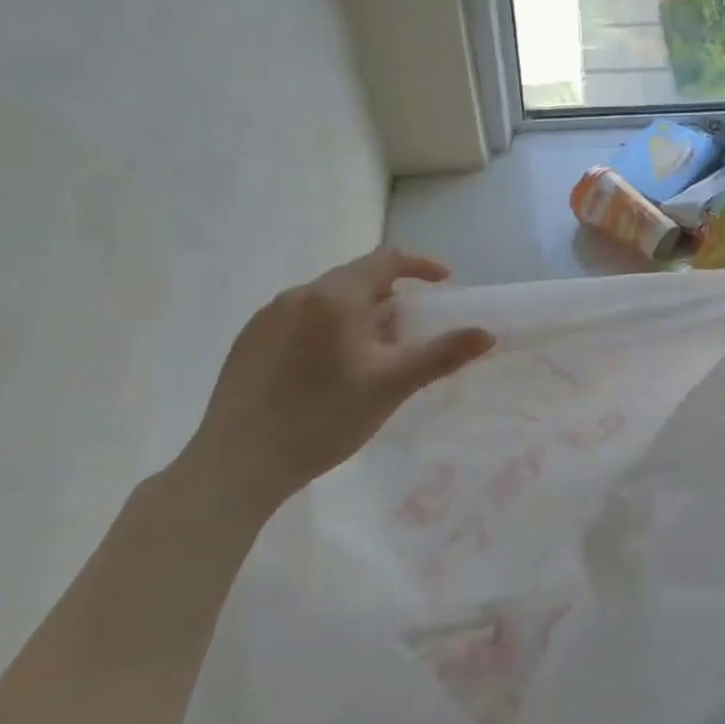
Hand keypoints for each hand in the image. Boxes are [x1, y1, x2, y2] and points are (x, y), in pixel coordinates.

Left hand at [179, 248, 493, 514]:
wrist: (237, 463)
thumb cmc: (323, 419)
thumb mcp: (391, 386)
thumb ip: (441, 355)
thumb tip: (487, 334)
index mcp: (335, 296)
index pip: (386, 260)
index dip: (420, 265)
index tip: (444, 282)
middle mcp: (299, 293)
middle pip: (356, 279)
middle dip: (389, 299)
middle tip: (407, 334)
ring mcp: (268, 315)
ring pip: (327, 300)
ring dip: (357, 315)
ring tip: (369, 358)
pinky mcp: (248, 340)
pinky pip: (300, 319)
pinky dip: (326, 330)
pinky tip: (325, 373)